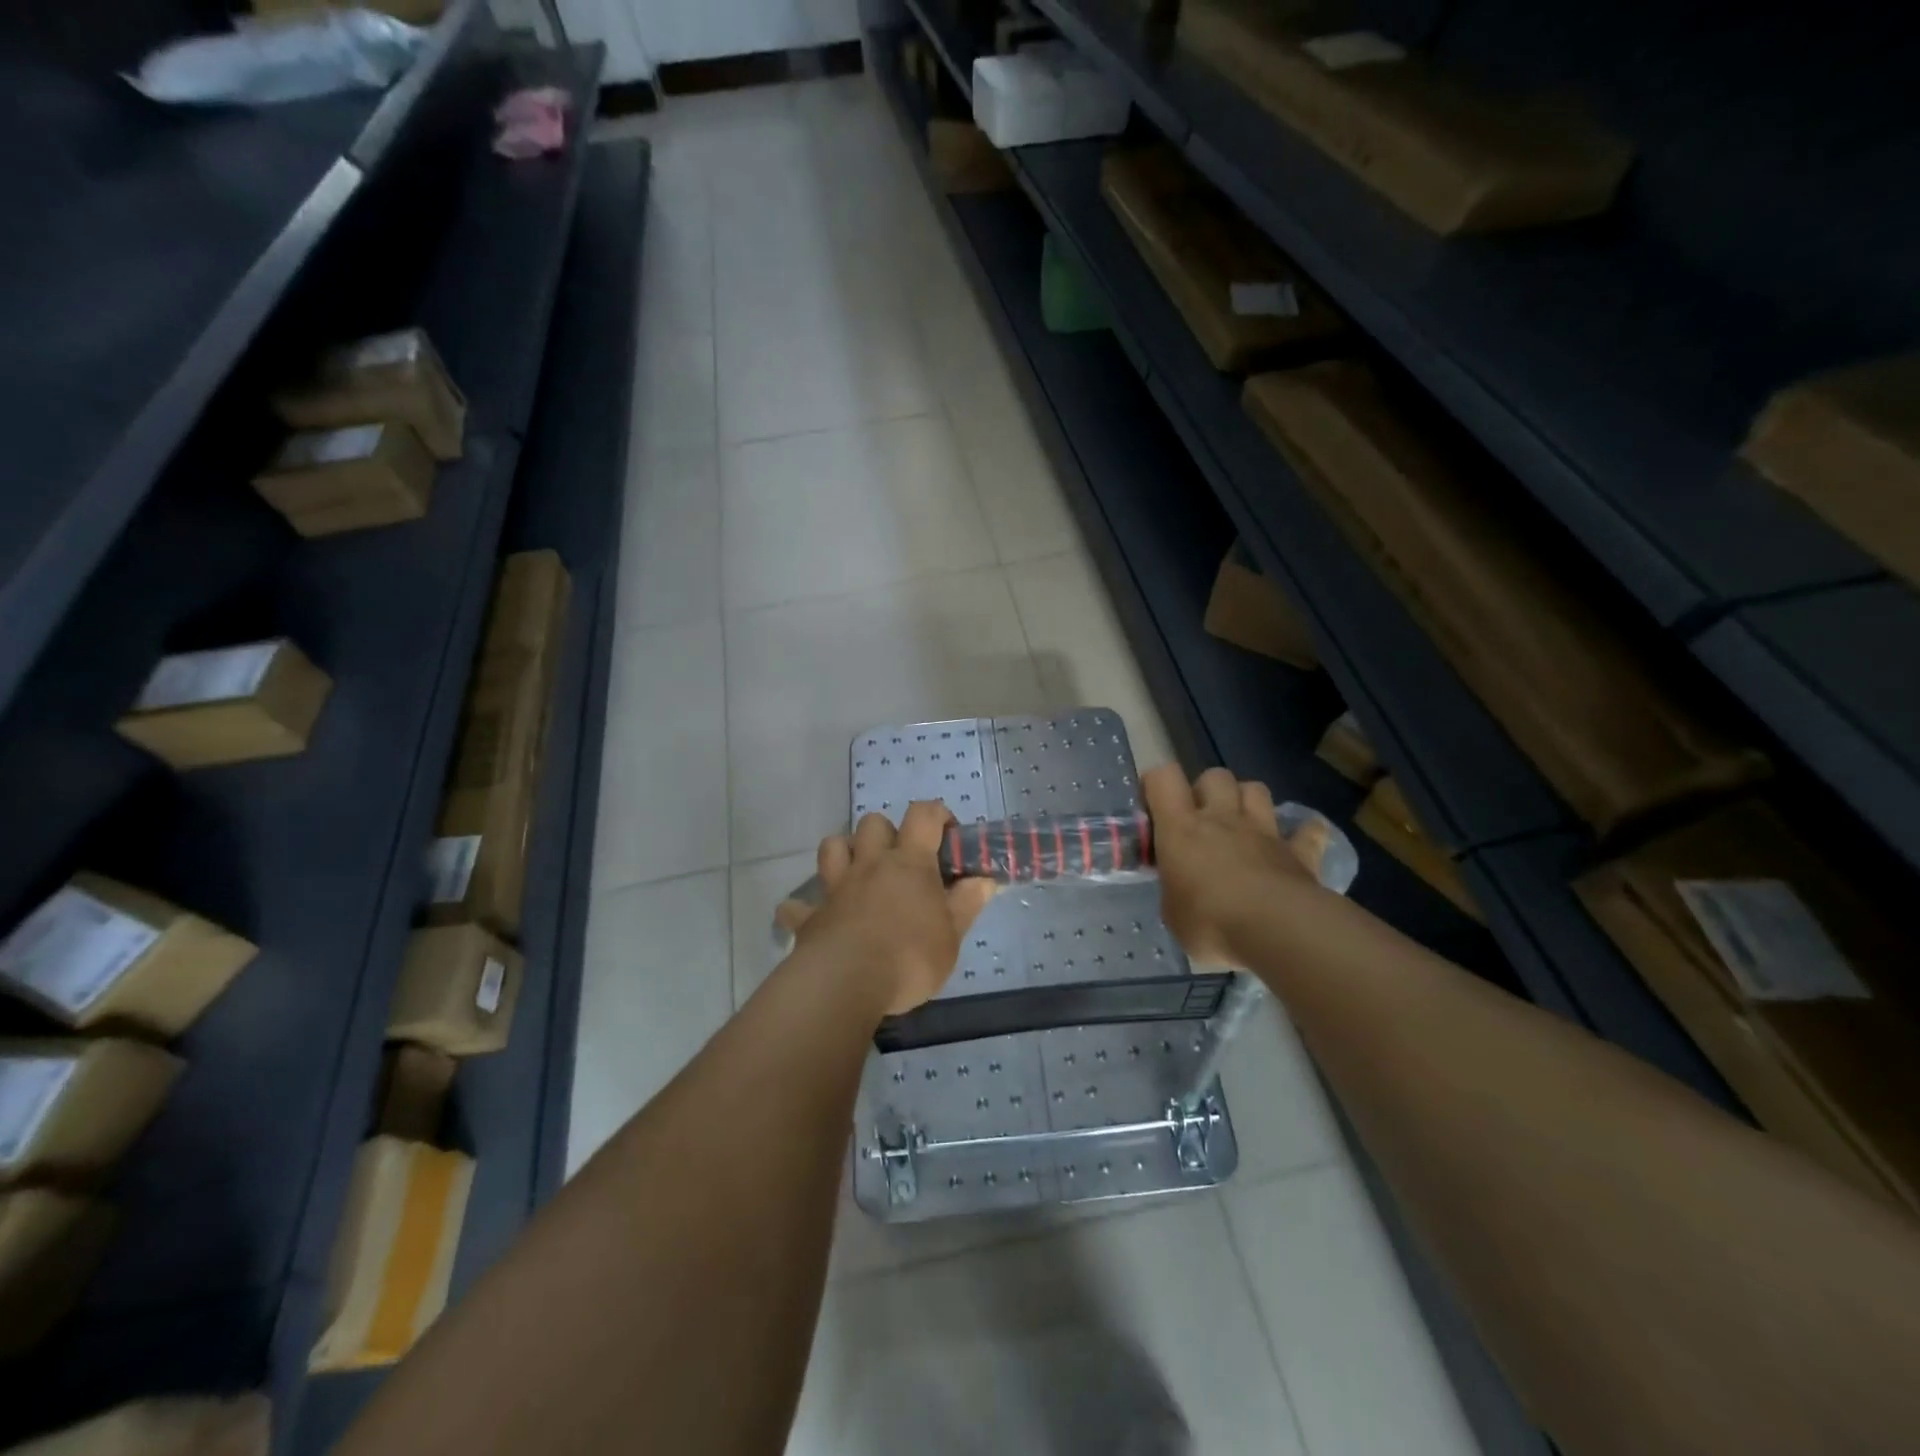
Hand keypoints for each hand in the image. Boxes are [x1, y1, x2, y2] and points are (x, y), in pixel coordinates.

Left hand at [777, 801, 996, 1015]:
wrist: (846, 983)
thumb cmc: (909, 957)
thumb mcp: (952, 936)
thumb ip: (967, 904)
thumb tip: (984, 880)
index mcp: (909, 863)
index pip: (923, 815)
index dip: (937, 815)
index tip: (947, 834)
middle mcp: (870, 864)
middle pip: (873, 823)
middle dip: (886, 833)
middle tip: (900, 861)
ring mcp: (836, 888)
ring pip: (831, 847)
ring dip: (843, 853)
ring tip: (856, 874)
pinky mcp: (810, 917)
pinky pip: (796, 906)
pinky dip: (803, 910)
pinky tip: (813, 919)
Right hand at [1144, 764, 1321, 966]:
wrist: (1279, 931)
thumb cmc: (1212, 923)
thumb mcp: (1173, 914)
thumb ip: (1175, 892)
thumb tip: (1180, 893)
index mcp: (1182, 829)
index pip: (1163, 778)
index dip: (1156, 783)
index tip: (1153, 807)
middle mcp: (1222, 819)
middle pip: (1215, 776)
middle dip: (1206, 789)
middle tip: (1200, 819)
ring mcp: (1264, 831)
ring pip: (1256, 789)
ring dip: (1247, 800)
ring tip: (1241, 825)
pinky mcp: (1299, 852)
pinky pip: (1308, 832)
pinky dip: (1304, 834)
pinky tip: (1297, 844)